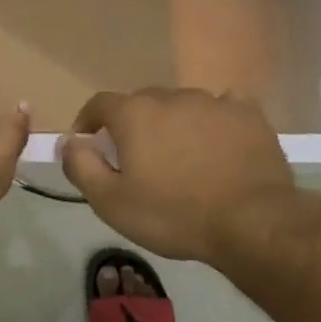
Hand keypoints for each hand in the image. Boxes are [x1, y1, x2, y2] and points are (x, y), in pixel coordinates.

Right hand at [59, 88, 297, 263]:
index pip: (100, 104)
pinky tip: (217, 142)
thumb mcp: (111, 202)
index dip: (89, 121)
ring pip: (181, 105)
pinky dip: (213, 121)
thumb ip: (81, 166)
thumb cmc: (173, 214)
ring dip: (172, 123)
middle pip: (142, 102)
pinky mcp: (248, 115)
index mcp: (134, 114)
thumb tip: (68, 141)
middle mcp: (171, 97)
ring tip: (180, 155)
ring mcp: (213, 102)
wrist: (252, 223)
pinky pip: (222, 108)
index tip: (89, 142)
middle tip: (136, 157)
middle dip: (132, 123)